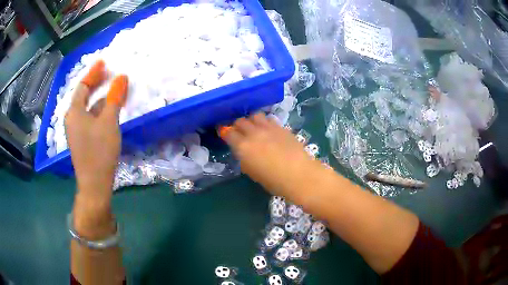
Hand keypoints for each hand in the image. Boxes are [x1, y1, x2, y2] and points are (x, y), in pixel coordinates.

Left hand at [65, 60, 127, 200]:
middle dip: (95, 83)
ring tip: (112, 90)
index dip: (93, 72)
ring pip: (87, 107)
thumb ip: (114, 98)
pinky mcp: (81, 139)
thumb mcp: (108, 122)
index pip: (83, 86)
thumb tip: (121, 77)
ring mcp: (76, 130)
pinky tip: (108, 110)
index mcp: (74, 112)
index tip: (103, 61)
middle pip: (83, 95)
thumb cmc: (99, 152)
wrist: (94, 184)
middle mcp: (72, 119)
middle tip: (108, 73)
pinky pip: (89, 117)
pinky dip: (98, 110)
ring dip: (98, 97)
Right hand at [221, 113, 323, 199]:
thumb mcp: (253, 172)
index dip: (224, 131)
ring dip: (251, 120)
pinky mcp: (281, 127)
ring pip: (254, 115)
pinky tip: (267, 129)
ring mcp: (268, 128)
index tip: (223, 132)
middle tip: (239, 131)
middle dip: (237, 125)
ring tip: (254, 127)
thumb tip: (242, 150)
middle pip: (240, 121)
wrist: (299, 175)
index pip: (228, 132)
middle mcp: (253, 133)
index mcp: (243, 147)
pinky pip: (268, 119)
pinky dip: (264, 122)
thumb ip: (244, 158)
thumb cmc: (274, 181)